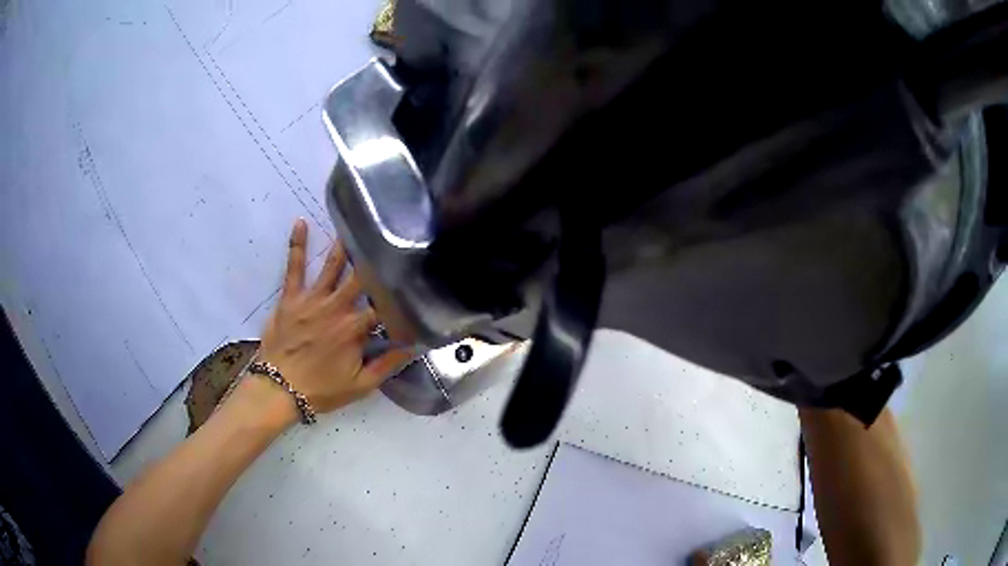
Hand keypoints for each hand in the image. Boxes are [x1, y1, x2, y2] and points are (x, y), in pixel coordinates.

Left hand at [255, 219, 413, 415]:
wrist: (278, 389)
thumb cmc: (320, 389)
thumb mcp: (360, 386)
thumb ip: (388, 364)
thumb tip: (414, 345)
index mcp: (355, 328)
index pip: (383, 305)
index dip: (398, 296)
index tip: (411, 284)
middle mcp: (336, 307)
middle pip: (361, 278)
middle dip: (375, 260)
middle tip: (387, 238)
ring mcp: (312, 298)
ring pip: (332, 266)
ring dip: (344, 246)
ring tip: (354, 223)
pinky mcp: (291, 296)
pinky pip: (295, 266)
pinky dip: (297, 244)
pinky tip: (300, 222)